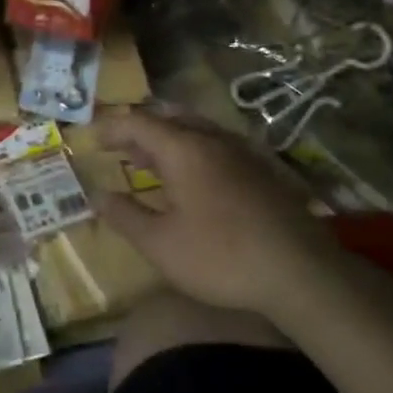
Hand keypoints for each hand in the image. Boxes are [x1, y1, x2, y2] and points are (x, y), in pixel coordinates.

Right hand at [97, 108, 357, 325]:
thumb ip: (125, 215)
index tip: (92, 139)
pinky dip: (192, 152)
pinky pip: (216, 146)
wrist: (301, 273)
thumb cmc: (221, 256)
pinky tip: (191, 179)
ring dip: (167, 140)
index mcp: (185, 150)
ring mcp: (243, 154)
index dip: (112, 127)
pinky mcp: (262, 172)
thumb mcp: (160, 243)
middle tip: (119, 147)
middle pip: (170, 119)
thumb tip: (97, 195)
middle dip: (140, 129)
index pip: (140, 123)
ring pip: (197, 131)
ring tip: (148, 161)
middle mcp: (214, 141)